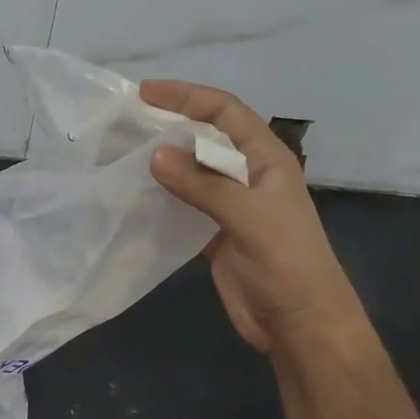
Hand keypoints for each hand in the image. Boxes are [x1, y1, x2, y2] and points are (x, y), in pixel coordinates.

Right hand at [143, 80, 347, 354]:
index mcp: (266, 159)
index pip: (225, 111)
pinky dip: (159, 195)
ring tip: (119, 152)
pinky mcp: (214, 232)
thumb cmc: (287, 264)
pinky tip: (132, 194)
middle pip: (204, 136)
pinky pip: (182, 203)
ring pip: (190, 170)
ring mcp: (230, 204)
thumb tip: (155, 154)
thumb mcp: (250, 218)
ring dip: (159, 160)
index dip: (187, 96)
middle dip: (168, 124)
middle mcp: (247, 174)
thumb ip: (204, 185)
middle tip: (124, 121)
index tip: (145, 93)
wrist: (300, 324)